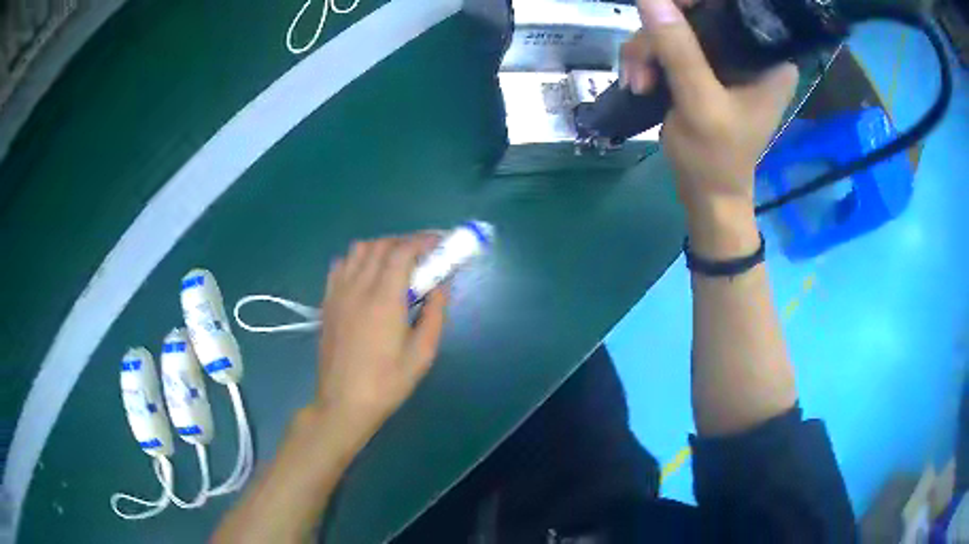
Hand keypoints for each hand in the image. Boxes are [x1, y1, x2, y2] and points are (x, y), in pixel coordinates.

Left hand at [314, 234, 448, 447]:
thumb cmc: (387, 382)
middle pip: (382, 245)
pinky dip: (358, 259)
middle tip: (425, 256)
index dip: (424, 241)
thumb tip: (442, 283)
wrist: (344, 402)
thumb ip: (435, 312)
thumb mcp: (423, 352)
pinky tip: (367, 276)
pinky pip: (341, 264)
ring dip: (382, 247)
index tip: (441, 244)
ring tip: (398, 264)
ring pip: (359, 249)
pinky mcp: (327, 301)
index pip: (403, 251)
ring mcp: (338, 292)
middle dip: (407, 242)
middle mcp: (358, 286)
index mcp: (384, 298)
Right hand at [620, 0, 798, 211]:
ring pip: (676, 27)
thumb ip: (678, 49)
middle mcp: (750, 51)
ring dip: (646, 51)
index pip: (733, 7)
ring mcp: (725, 58)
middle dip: (659, 35)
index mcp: (769, 59)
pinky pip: (669, 44)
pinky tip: (639, 82)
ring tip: (637, 83)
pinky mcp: (706, 68)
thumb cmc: (715, 159)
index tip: (661, 13)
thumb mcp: (699, 102)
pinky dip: (648, 59)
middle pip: (698, 14)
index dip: (693, 3)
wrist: (707, 195)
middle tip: (641, 69)